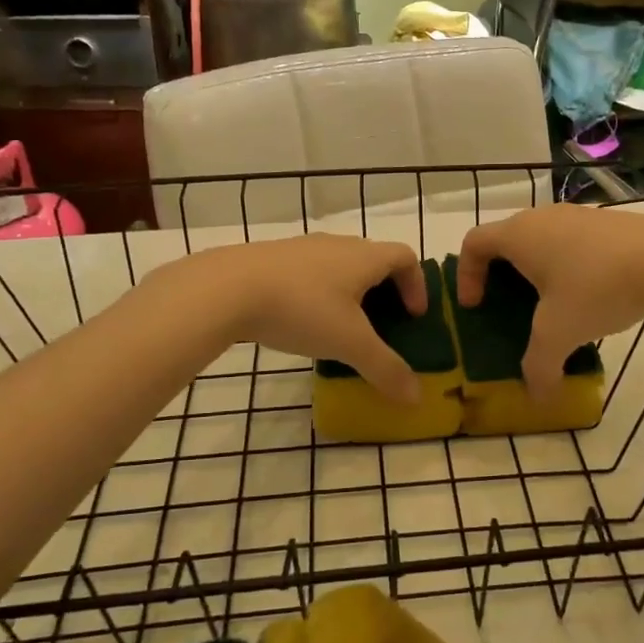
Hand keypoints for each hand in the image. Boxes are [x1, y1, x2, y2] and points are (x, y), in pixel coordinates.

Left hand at [189, 234, 426, 403]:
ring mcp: (302, 248)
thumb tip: (416, 398)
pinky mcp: (272, 259)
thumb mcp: (349, 344)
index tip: (413, 316)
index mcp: (364, 257)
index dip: (417, 285)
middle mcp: (337, 244)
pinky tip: (302, 322)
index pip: (405, 257)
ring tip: (341, 328)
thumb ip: (385, 369)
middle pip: (373, 260)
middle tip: (382, 325)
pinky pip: (309, 273)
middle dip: (385, 291)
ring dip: (350, 293)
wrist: (226, 288)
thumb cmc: (301, 308)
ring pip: (339, 266)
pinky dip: (319, 294)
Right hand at [456, 205, 643, 398]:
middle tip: (509, 306)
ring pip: (543, 239)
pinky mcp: (609, 222)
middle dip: (501, 273)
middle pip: (507, 239)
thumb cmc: (596, 288)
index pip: (474, 243)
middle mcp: (543, 217)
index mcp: (519, 235)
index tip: (475, 305)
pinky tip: (591, 294)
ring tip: (553, 304)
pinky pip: (573, 241)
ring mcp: (579, 215)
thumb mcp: (560, 333)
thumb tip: (538, 398)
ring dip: (538, 269)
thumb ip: (539, 366)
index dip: (466, 274)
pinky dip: (569, 265)